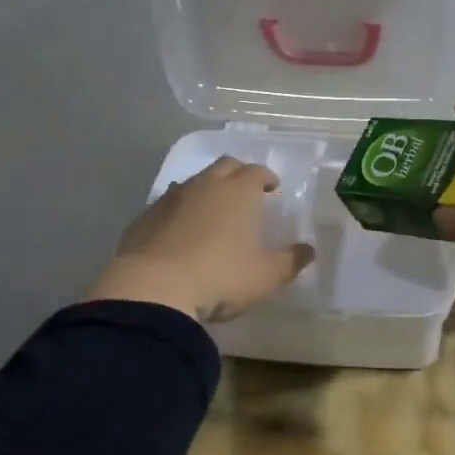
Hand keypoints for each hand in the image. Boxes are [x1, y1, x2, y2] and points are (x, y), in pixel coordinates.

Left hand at [85, 157, 314, 323]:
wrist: (153, 289)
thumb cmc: (221, 276)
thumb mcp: (266, 275)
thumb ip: (291, 261)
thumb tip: (309, 250)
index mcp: (239, 191)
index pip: (256, 171)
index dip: (266, 177)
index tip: (272, 187)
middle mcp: (206, 185)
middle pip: (225, 166)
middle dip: (238, 173)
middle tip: (245, 191)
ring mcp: (171, 198)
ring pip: (194, 182)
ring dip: (207, 189)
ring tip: (213, 210)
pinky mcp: (145, 217)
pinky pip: (168, 203)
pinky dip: (180, 210)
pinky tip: (181, 230)